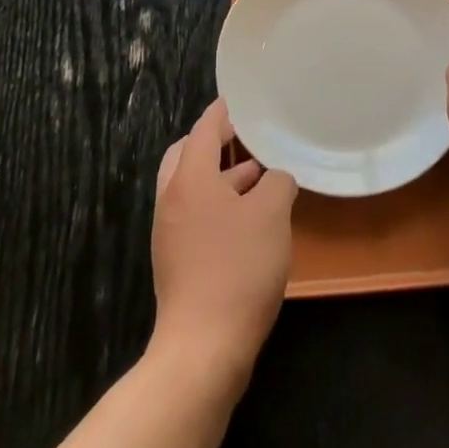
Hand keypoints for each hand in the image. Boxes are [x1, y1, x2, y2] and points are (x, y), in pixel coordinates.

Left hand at [149, 98, 297, 384]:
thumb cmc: (238, 268)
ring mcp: (171, 232)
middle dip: (215, 142)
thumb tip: (276, 179)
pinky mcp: (178, 261)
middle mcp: (172, 199)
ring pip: (193, 188)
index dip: (223, 111)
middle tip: (246, 136)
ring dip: (221, 177)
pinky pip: (196, 215)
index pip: (204, 129)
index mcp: (189, 179)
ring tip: (259, 175)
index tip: (241, 99)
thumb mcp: (271, 215)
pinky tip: (250, 218)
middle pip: (188, 155)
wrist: (203, 348)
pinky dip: (219, 204)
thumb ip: (278, 183)